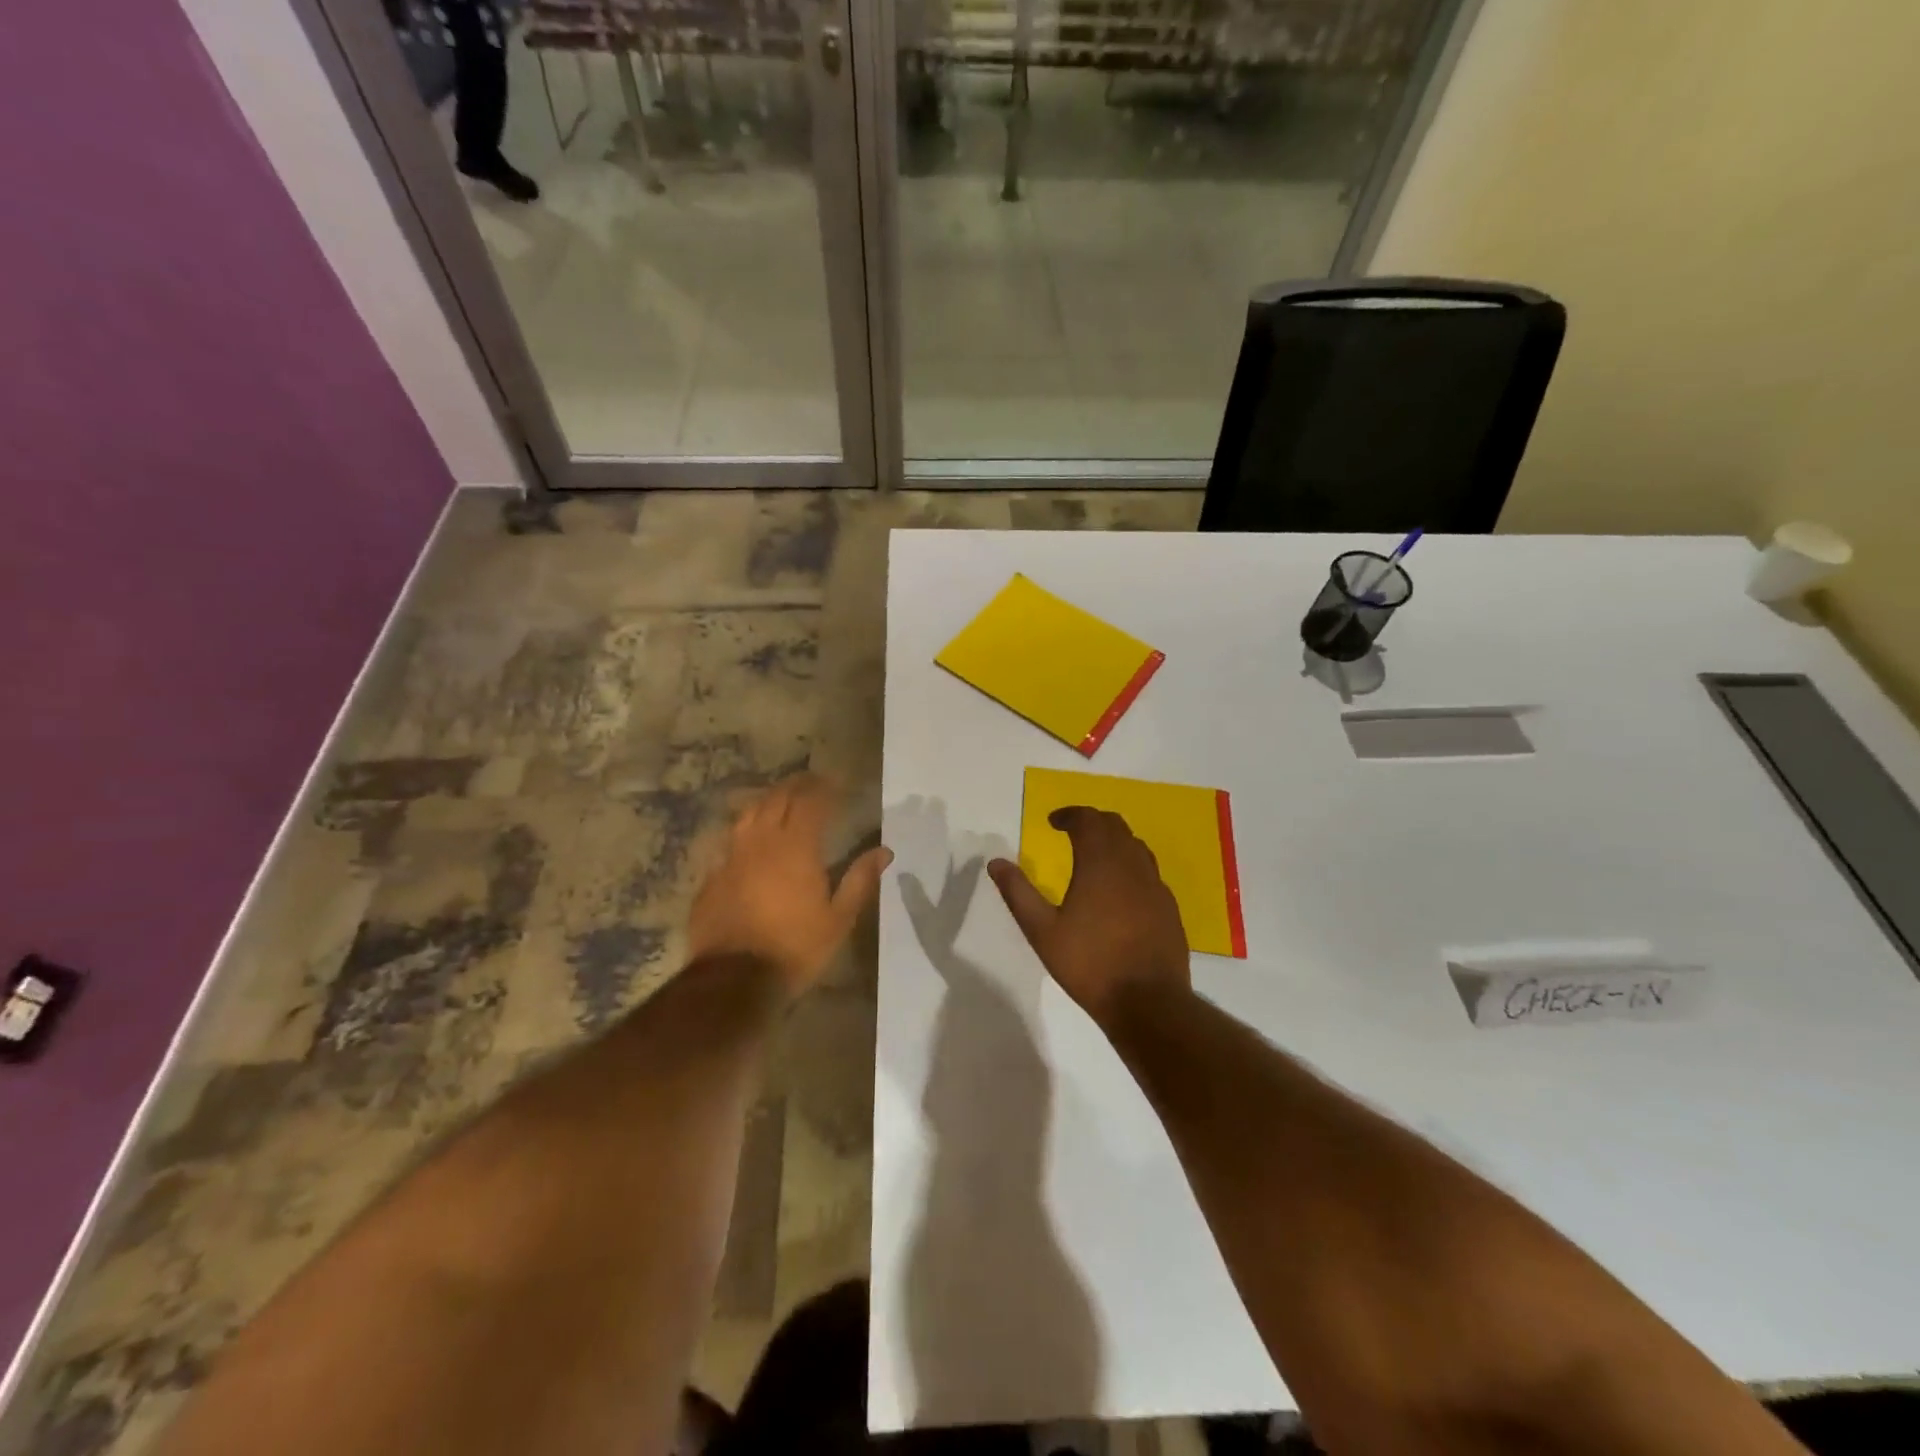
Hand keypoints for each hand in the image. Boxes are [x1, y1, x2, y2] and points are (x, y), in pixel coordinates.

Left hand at [688, 775, 891, 997]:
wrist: (733, 979)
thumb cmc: (795, 948)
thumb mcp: (838, 919)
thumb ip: (860, 880)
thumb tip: (884, 851)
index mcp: (797, 848)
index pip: (811, 802)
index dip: (823, 788)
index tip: (836, 782)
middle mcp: (762, 842)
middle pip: (777, 799)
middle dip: (796, 786)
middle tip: (811, 781)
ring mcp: (732, 856)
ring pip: (749, 813)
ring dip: (768, 800)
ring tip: (781, 799)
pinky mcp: (713, 875)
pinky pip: (731, 840)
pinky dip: (746, 830)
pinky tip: (751, 838)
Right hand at [988, 807, 1190, 1026]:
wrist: (1148, 1002)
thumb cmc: (1089, 964)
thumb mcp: (1042, 931)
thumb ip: (1018, 893)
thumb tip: (995, 862)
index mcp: (1100, 863)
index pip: (1088, 820)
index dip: (1069, 815)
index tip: (1053, 822)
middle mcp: (1132, 865)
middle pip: (1115, 826)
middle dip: (1092, 822)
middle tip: (1072, 831)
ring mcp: (1155, 886)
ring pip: (1135, 846)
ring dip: (1114, 841)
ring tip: (1095, 855)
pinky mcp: (1168, 907)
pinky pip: (1148, 871)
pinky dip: (1130, 865)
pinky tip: (1120, 889)